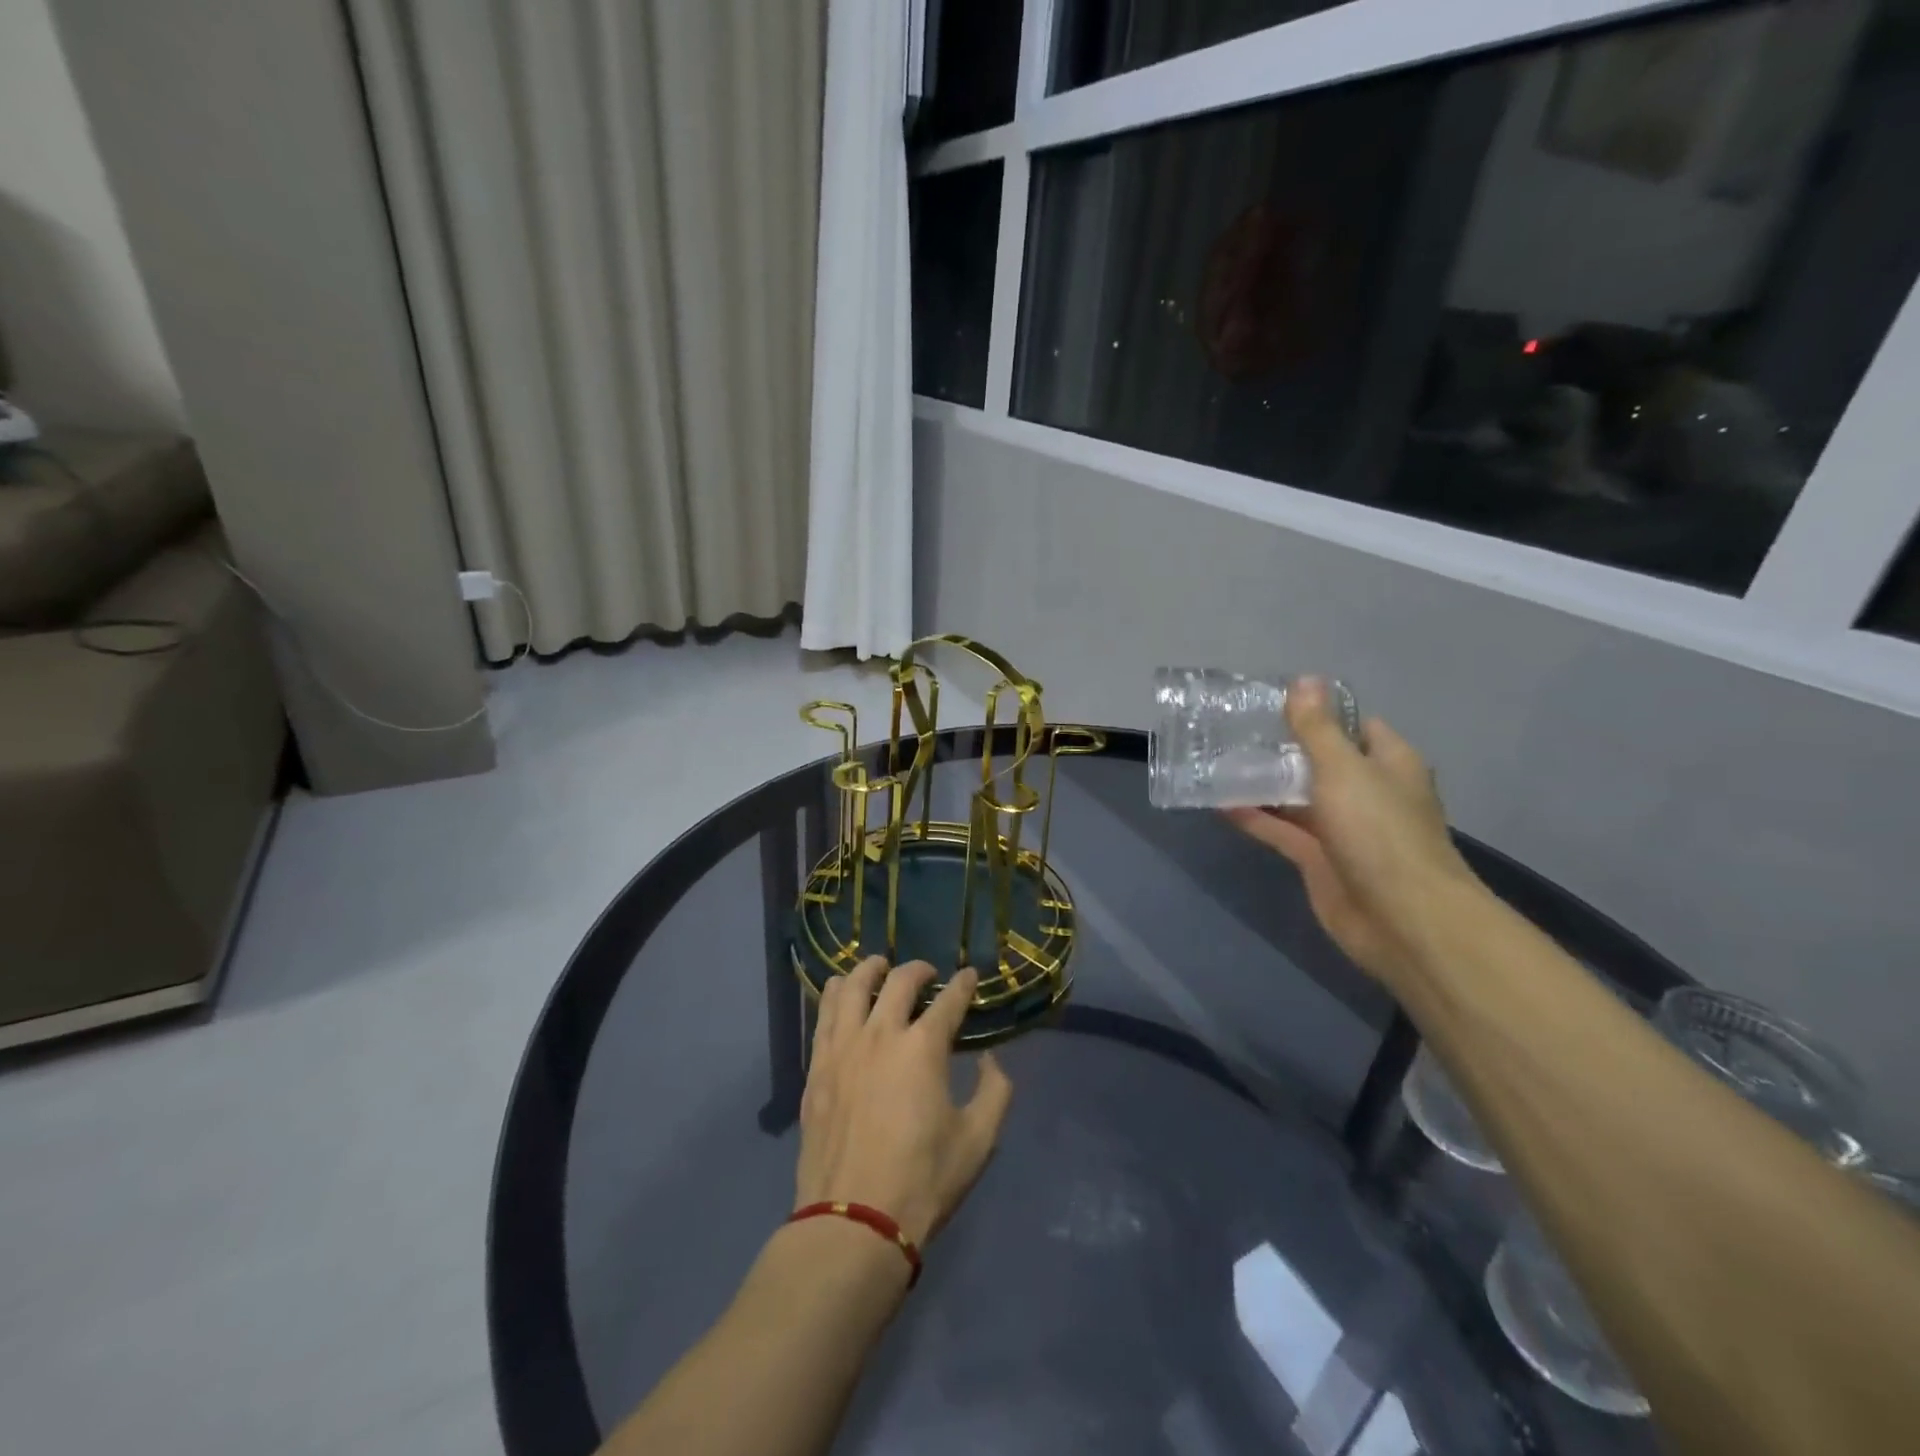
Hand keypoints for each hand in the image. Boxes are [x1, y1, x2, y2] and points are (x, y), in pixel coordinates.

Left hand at [794, 958, 1014, 1246]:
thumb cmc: (923, 1180)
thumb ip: (995, 1091)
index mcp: (923, 1047)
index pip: (948, 1000)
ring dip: (869, 970)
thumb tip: (991, 1061)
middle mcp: (880, 1034)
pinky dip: (835, 995)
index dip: (963, 984)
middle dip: (917, 969)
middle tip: (927, 973)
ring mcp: (842, 1048)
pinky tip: (841, 995)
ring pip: (850, 987)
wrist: (854, 1220)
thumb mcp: (979, 1140)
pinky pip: (823, 1016)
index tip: (969, 975)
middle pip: (898, 982)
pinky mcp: (816, 1068)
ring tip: (878, 968)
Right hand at [1225, 677, 1474, 991]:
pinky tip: (1220, 803)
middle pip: (1321, 761)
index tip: (1273, 701)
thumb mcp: (1343, 769)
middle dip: (1282, 748)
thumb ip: (1317, 729)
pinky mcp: (1319, 860)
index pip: (1354, 726)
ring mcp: (1343, 829)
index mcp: (1387, 763)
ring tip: (1219, 761)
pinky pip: (1283, 831)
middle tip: (1233, 730)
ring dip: (1265, 783)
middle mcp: (1367, 792)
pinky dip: (1256, 818)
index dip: (1318, 712)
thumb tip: (1304, 680)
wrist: (1401, 918)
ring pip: (1298, 797)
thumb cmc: (1379, 831)